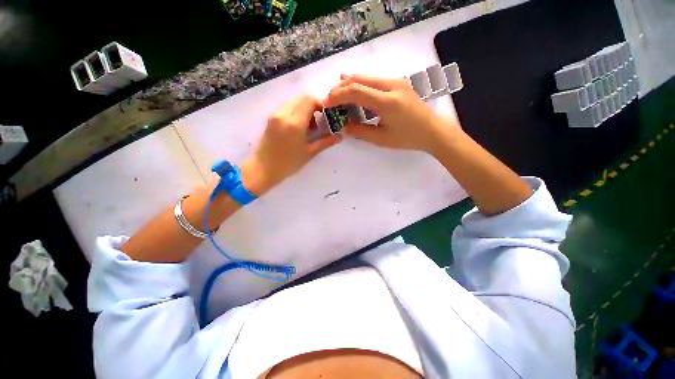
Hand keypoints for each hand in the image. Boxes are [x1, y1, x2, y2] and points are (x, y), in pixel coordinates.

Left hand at [241, 95, 341, 194]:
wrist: (262, 169)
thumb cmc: (288, 164)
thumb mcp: (309, 153)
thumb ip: (325, 142)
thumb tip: (340, 136)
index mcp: (294, 123)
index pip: (310, 100)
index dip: (321, 104)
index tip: (327, 116)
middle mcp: (283, 114)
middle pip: (302, 98)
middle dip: (314, 106)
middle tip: (319, 122)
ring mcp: (275, 115)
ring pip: (294, 102)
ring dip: (305, 109)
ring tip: (309, 127)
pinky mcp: (271, 118)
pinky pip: (287, 108)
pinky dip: (296, 112)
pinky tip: (299, 128)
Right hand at [323, 74, 457, 153]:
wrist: (432, 130)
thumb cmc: (408, 138)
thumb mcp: (382, 139)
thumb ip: (360, 131)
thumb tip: (343, 126)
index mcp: (387, 101)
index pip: (355, 90)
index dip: (337, 95)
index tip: (326, 104)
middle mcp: (391, 85)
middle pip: (358, 79)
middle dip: (340, 88)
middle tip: (329, 100)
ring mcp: (396, 81)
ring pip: (365, 77)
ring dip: (349, 85)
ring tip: (337, 96)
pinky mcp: (397, 83)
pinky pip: (374, 80)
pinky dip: (360, 85)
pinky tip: (353, 90)